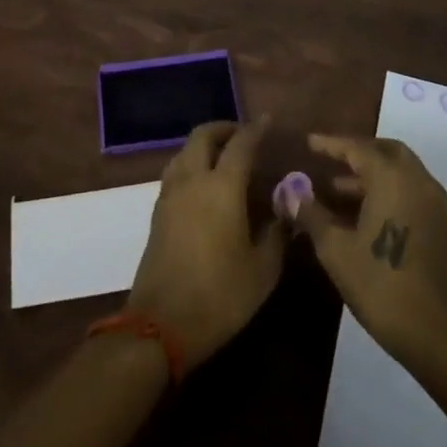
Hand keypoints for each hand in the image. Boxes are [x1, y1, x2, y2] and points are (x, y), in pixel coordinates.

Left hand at [128, 119, 285, 366]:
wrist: (160, 326)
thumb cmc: (220, 296)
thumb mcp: (263, 270)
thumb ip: (278, 234)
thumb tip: (289, 211)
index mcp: (222, 188)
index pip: (241, 144)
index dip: (255, 129)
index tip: (267, 121)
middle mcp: (192, 181)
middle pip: (203, 136)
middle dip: (223, 129)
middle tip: (243, 137)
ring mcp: (169, 195)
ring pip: (184, 152)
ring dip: (204, 145)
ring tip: (224, 158)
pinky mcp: (157, 213)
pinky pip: (175, 172)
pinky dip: (191, 164)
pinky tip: (205, 186)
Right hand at [286, 133, 446, 363]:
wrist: (433, 331)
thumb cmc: (378, 283)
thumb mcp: (335, 248)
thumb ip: (312, 214)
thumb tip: (291, 193)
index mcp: (393, 179)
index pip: (358, 149)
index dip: (331, 144)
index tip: (309, 142)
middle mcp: (419, 182)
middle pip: (388, 152)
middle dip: (359, 152)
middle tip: (331, 160)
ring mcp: (435, 205)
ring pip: (403, 173)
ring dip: (373, 175)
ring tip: (337, 192)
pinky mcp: (442, 227)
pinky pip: (413, 193)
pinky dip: (390, 191)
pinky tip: (366, 215)